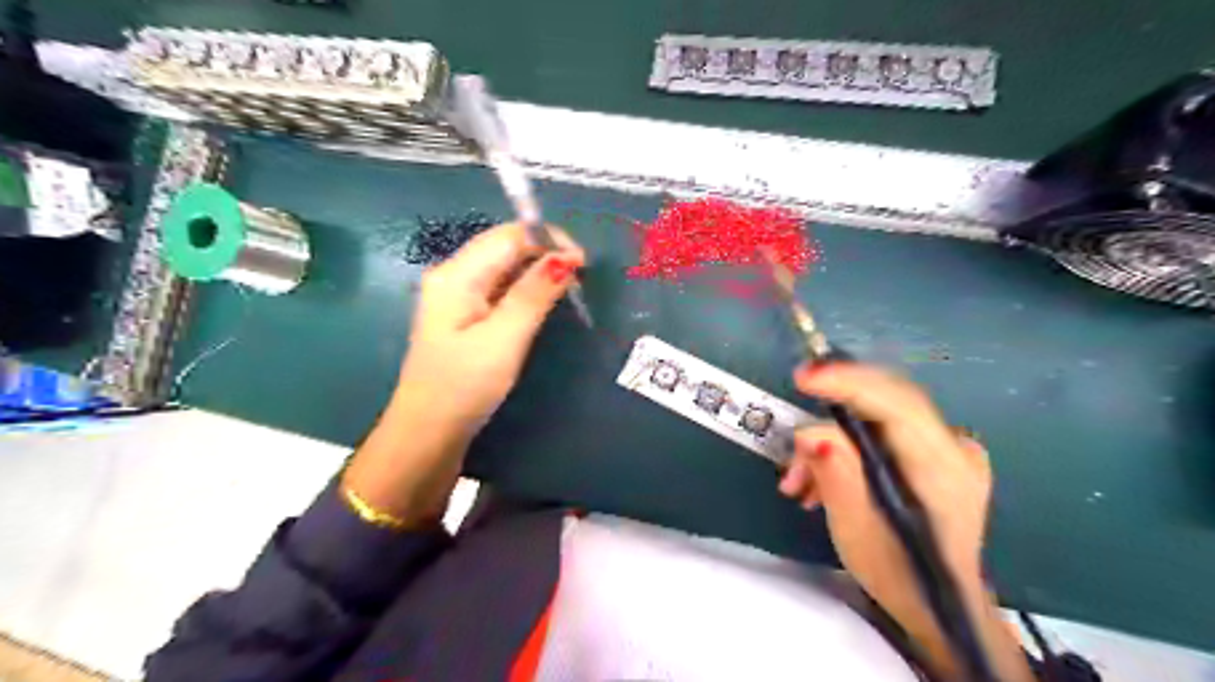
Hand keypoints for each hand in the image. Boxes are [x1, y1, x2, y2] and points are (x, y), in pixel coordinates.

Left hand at [396, 224, 579, 433]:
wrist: (428, 433)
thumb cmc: (464, 386)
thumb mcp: (504, 339)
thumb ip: (534, 295)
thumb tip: (567, 256)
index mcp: (457, 275)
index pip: (509, 236)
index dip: (548, 240)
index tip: (584, 263)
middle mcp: (453, 275)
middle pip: (504, 246)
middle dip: (544, 252)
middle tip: (580, 278)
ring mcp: (456, 296)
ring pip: (504, 267)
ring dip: (537, 270)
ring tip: (568, 288)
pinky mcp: (464, 316)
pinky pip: (499, 288)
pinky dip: (525, 288)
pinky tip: (542, 302)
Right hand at [782, 365, 1027, 677]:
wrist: (936, 601)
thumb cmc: (899, 573)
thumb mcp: (857, 531)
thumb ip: (837, 478)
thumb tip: (813, 435)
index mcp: (945, 470)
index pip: (898, 406)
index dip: (849, 384)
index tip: (804, 377)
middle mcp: (954, 448)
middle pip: (886, 402)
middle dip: (830, 414)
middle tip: (792, 432)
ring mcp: (947, 447)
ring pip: (875, 417)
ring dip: (829, 440)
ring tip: (798, 482)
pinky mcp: (932, 451)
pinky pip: (879, 430)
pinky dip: (843, 447)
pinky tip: (818, 478)